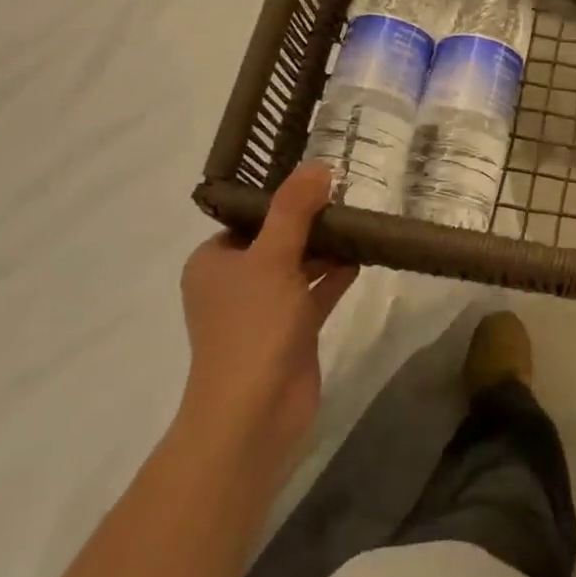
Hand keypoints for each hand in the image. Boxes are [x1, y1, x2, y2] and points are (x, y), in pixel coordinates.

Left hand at [178, 165, 358, 472]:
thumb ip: (294, 210)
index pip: (249, 217)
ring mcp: (263, 309)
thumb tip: (318, 165)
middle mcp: (235, 282)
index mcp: (214, 261)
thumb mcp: (272, 257)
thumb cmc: (253, 327)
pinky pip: (314, 293)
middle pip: (277, 239)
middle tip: (349, 196)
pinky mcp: (290, 331)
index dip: (283, 198)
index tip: (321, 179)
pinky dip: (334, 276)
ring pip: (298, 266)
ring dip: (326, 248)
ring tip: (361, 222)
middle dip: (311, 222)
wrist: (255, 411)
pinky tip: (361, 259)